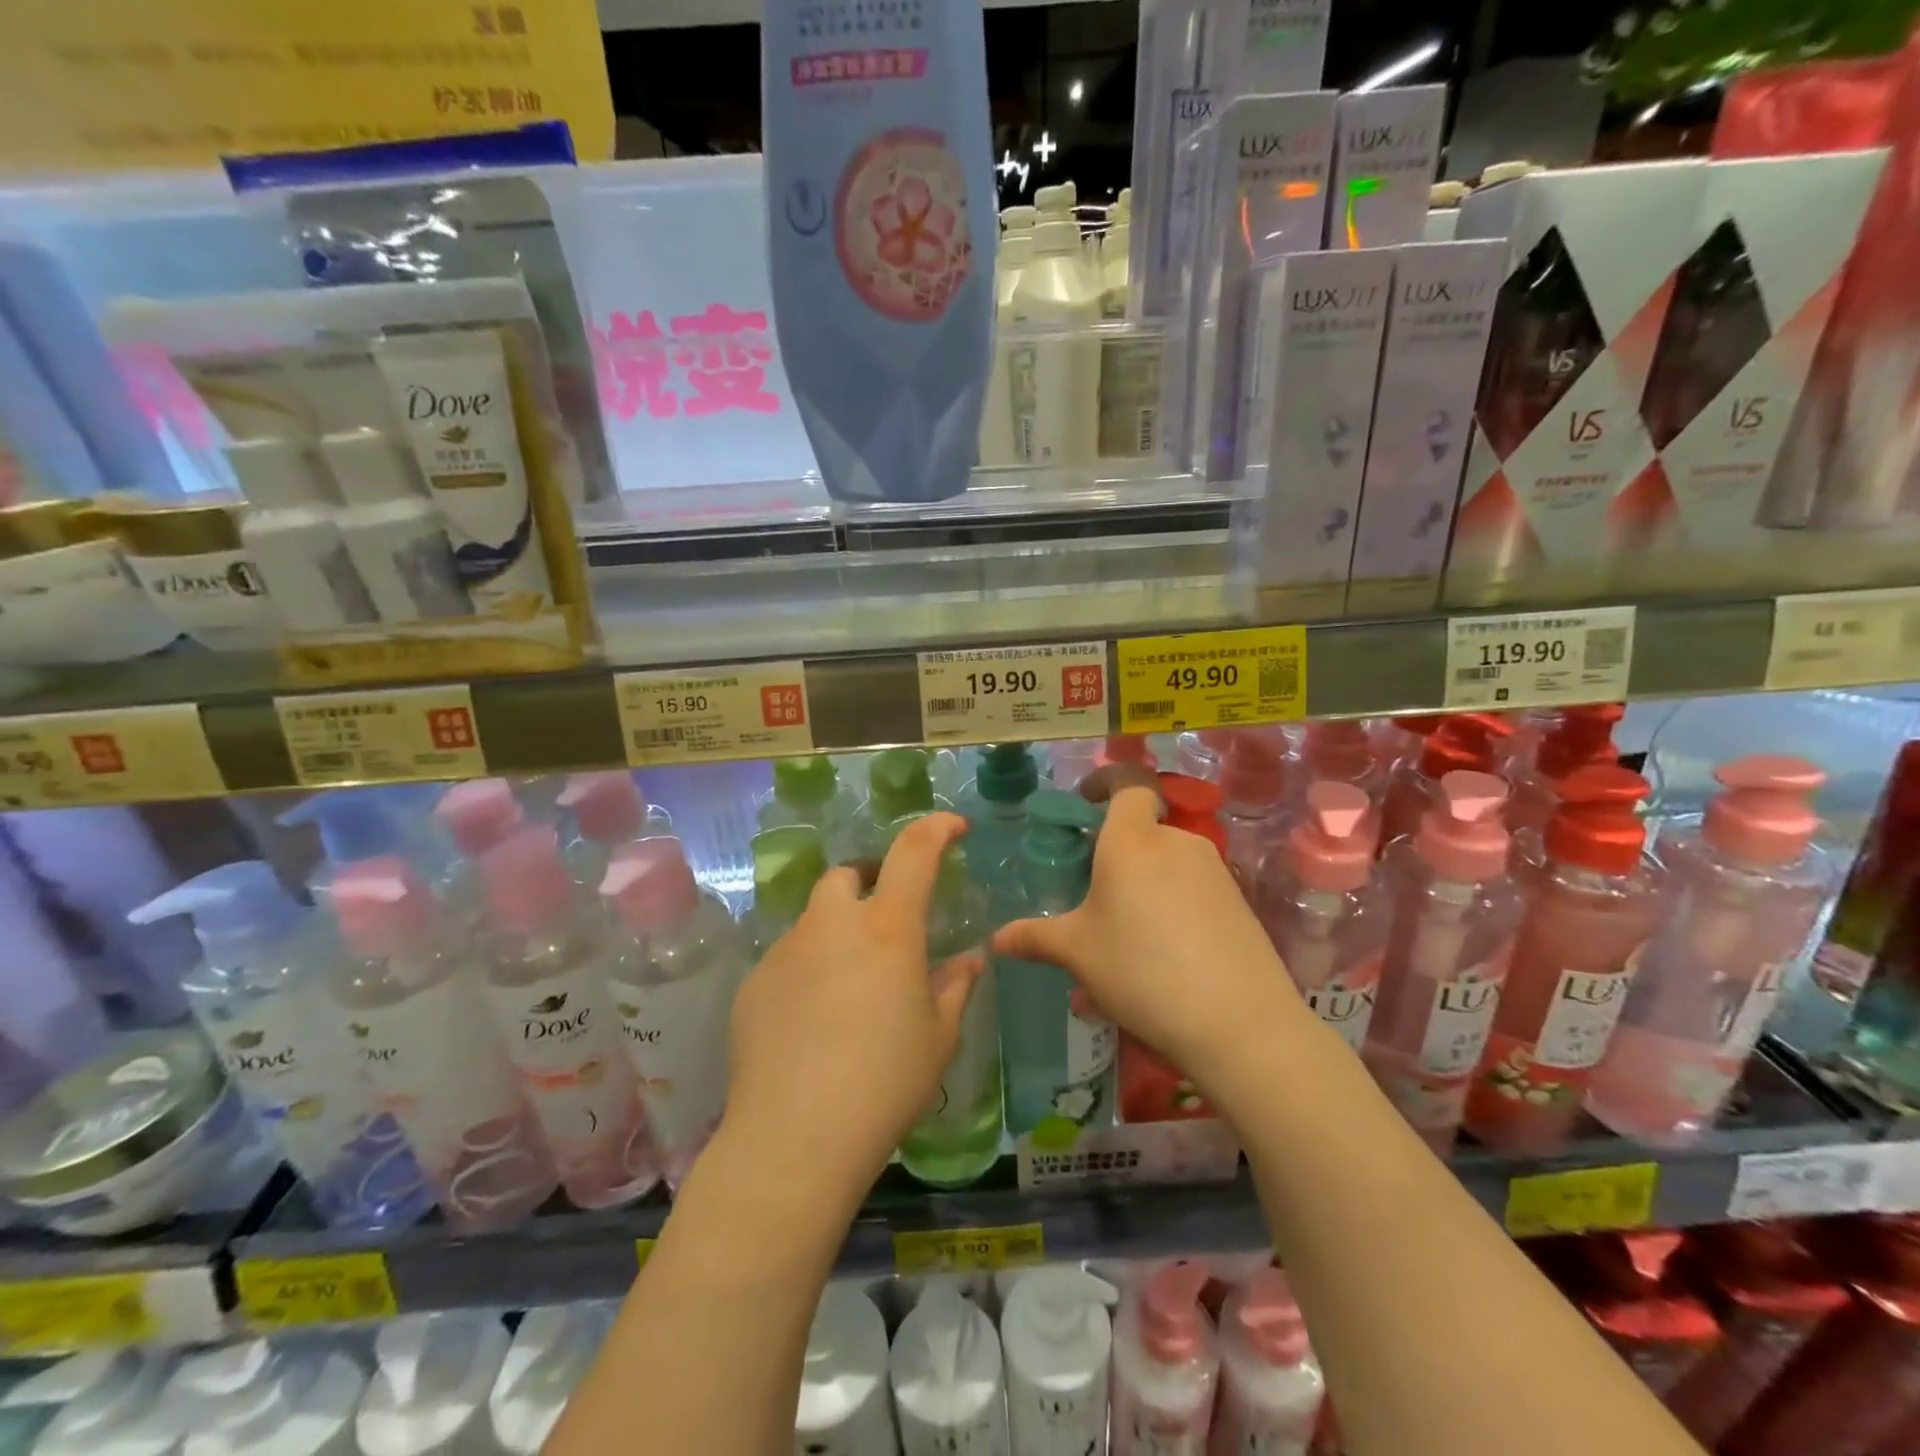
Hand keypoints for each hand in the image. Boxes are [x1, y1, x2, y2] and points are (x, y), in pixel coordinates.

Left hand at [722, 813, 984, 1210]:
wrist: (794, 1138)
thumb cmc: (884, 1084)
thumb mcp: (938, 1038)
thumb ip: (956, 987)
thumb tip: (970, 960)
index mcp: (887, 928)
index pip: (914, 852)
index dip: (936, 828)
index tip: (953, 827)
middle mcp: (832, 923)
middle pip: (849, 874)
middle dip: (871, 883)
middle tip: (888, 921)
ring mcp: (786, 949)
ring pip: (816, 918)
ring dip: (838, 931)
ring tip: (851, 983)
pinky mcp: (754, 981)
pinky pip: (789, 958)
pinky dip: (809, 969)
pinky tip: (814, 1020)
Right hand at [991, 783, 1304, 1096]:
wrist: (1239, 1022)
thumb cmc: (1142, 970)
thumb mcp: (1078, 954)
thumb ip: (1035, 937)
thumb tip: (997, 940)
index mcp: (1132, 840)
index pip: (1127, 782)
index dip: (1106, 781)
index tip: (1085, 800)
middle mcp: (1176, 842)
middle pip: (1142, 832)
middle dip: (1114, 856)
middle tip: (1093, 898)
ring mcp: (1213, 871)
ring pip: (1166, 867)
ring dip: (1141, 891)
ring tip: (1121, 946)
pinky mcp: (1238, 901)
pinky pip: (1192, 892)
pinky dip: (1170, 911)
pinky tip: (1159, 963)